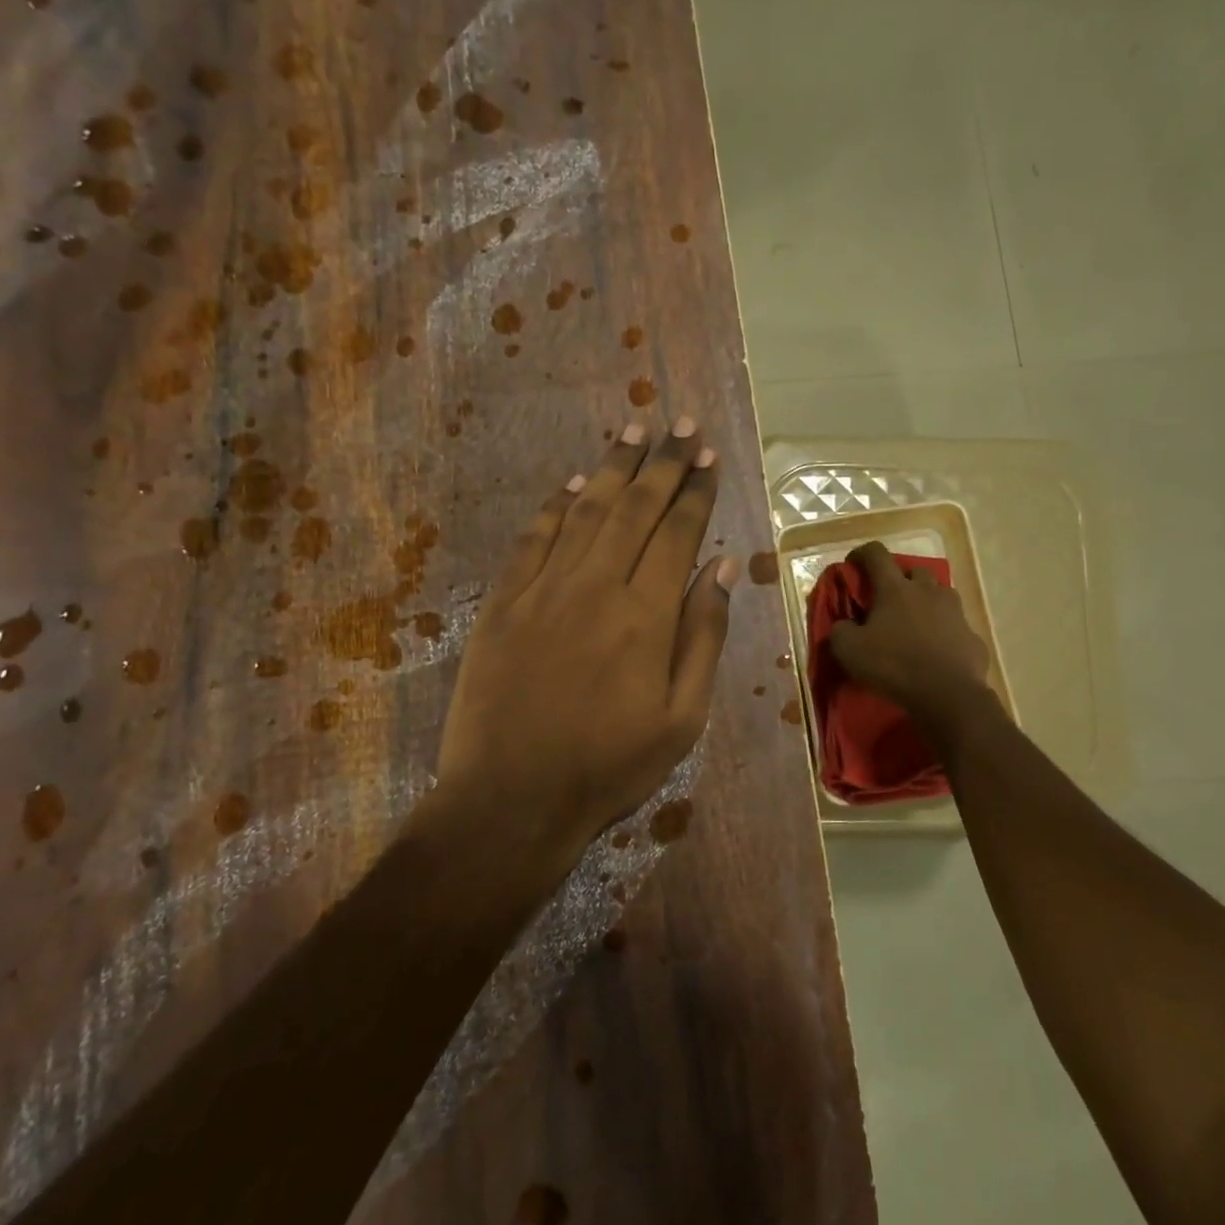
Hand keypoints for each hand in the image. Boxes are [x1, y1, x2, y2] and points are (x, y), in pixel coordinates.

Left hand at [435, 419, 737, 860]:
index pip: (677, 533)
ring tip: (633, 430)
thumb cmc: (608, 767)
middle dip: (661, 462)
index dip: (695, 490)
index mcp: (645, 615)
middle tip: (680, 425)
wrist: (510, 800)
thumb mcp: (682, 718)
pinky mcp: (502, 604)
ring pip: (584, 512)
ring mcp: (542, 590)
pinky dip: (554, 508)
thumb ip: (703, 637)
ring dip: (611, 468)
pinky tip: (571, 486)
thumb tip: (722, 567)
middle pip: (634, 509)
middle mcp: (595, 586)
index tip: (707, 456)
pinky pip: (532, 541)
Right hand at [826, 541, 989, 724]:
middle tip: (889, 598)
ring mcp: (955, 612)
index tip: (853, 563)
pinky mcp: (972, 636)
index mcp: (895, 589)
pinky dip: (945, 632)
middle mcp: (928, 591)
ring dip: (927, 601)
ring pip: (941, 594)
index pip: (876, 554)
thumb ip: (840, 631)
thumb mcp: (849, 651)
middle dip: (901, 578)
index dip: (862, 553)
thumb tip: (843, 625)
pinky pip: (956, 626)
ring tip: (916, 621)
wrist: (948, 695)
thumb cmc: (894, 665)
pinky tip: (937, 650)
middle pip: (916, 570)